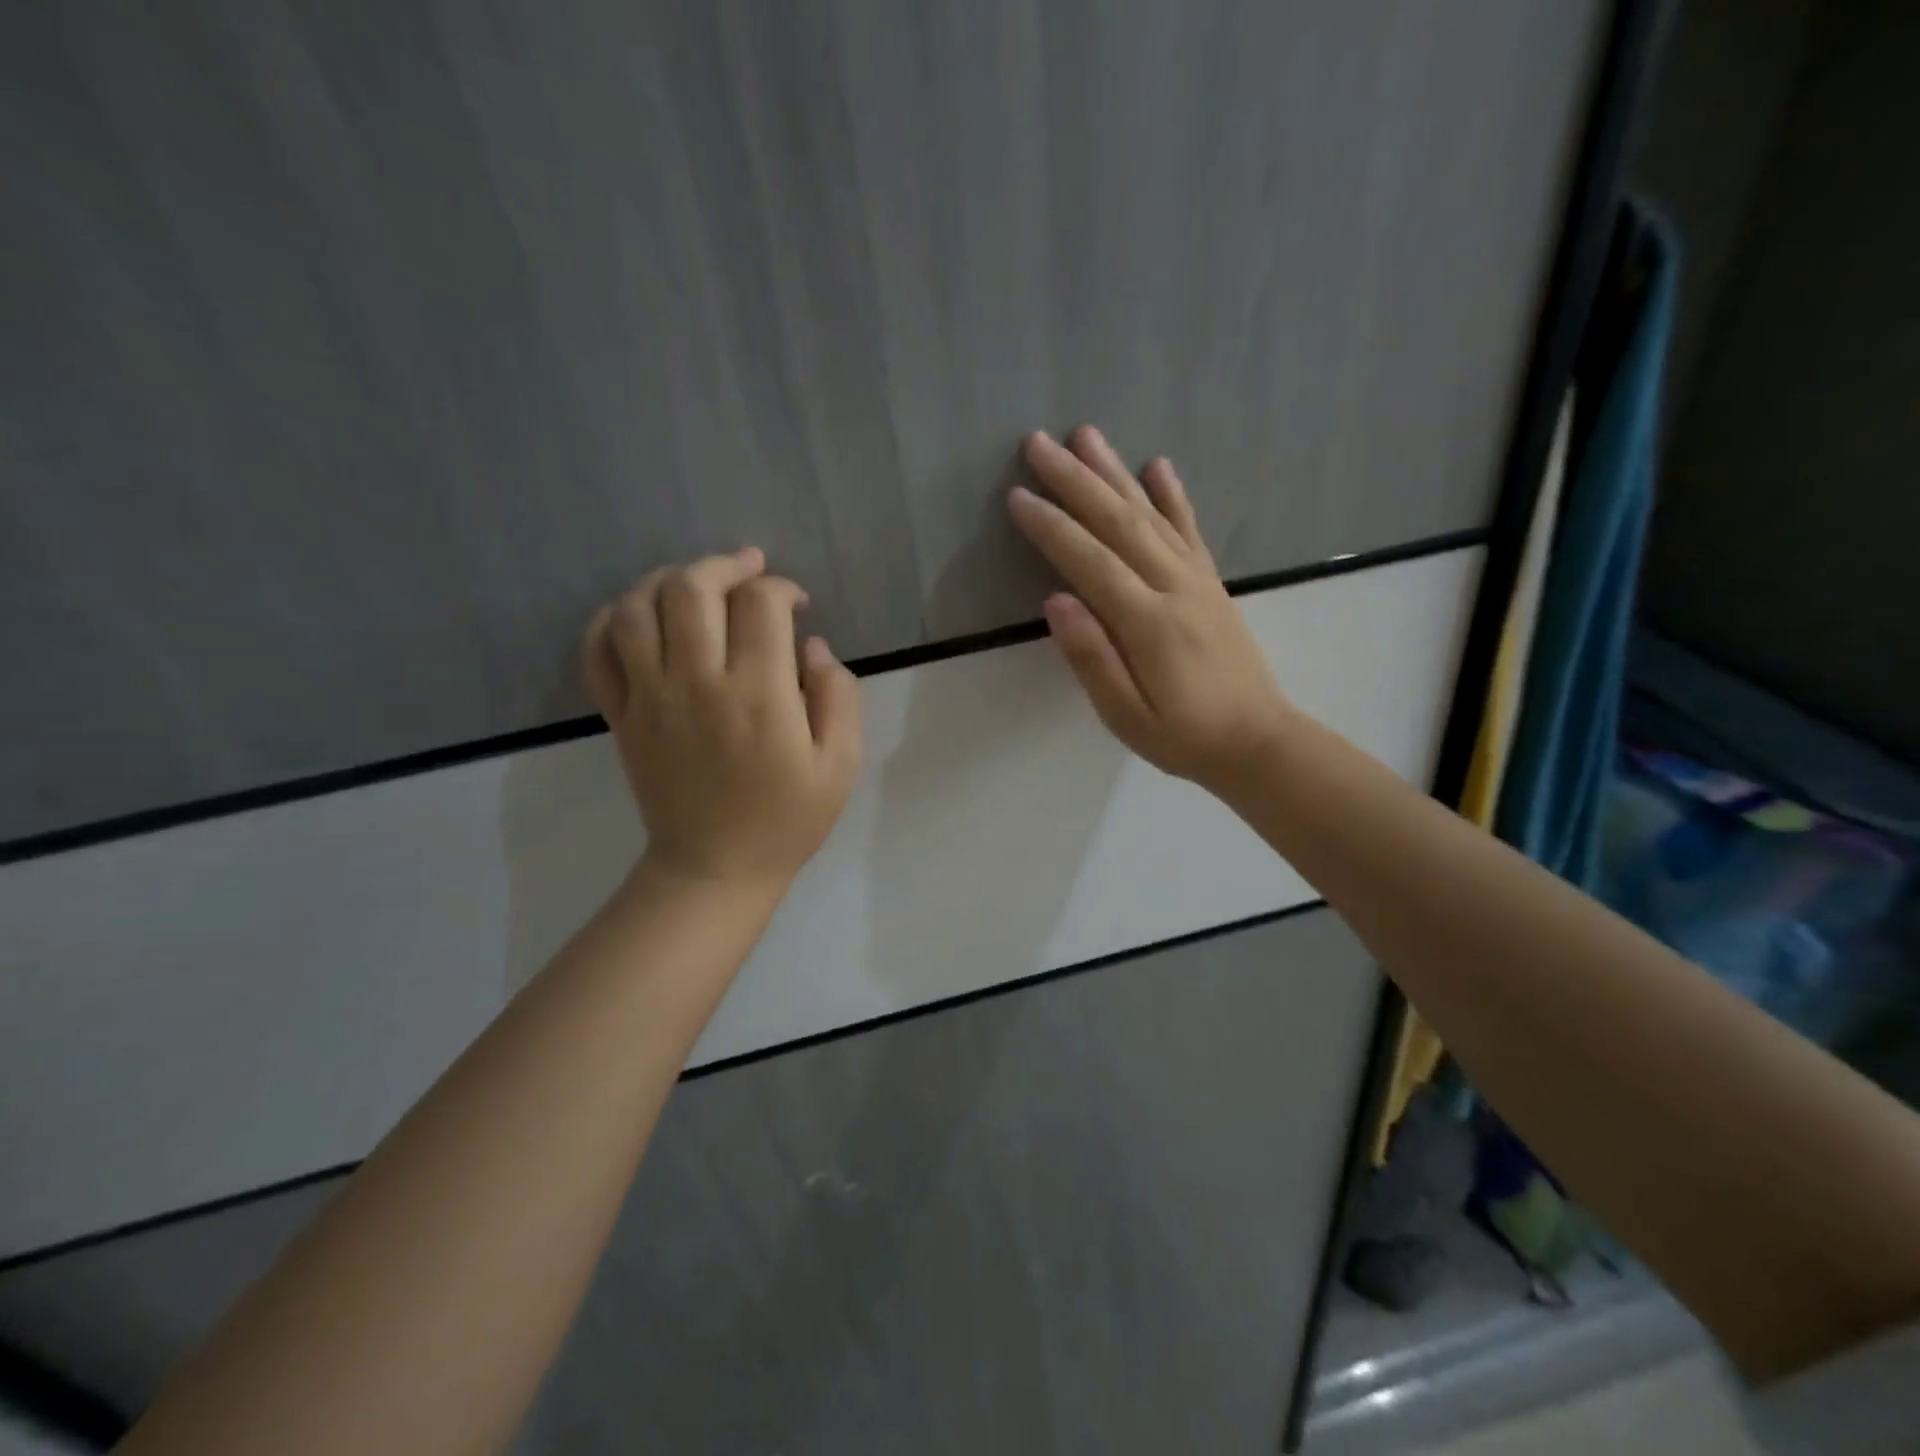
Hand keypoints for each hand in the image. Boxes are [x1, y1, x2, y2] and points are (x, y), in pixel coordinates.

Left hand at [583, 548, 861, 894]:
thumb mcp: (840, 764)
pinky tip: (641, 615)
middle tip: (749, 571)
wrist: (714, 868)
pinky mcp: (621, 715)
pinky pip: (599, 650)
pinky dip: (613, 619)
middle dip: (724, 565)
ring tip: (696, 584)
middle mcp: (698, 682)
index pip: (761, 604)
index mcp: (759, 694)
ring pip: (639, 607)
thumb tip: (811, 646)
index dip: (782, 589)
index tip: (797, 605)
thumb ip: (838, 696)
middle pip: (692, 588)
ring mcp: (650, 696)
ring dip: (668, 579)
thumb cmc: (787, 818)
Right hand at [1007, 427, 1293, 795]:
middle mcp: (1175, 587)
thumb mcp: (1127, 716)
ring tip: (1086, 435)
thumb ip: (1092, 657)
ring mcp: (1198, 580)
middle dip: (1076, 480)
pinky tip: (1157, 465)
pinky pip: (1189, 529)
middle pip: (1119, 522)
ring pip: (1151, 514)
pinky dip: (1172, 495)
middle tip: (1039, 442)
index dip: (1052, 527)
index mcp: (1148, 623)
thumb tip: (1055, 600)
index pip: (1090, 562)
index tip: (1017, 495)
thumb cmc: (1184, 738)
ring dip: (1115, 472)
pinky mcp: (1211, 583)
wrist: (1258, 742)